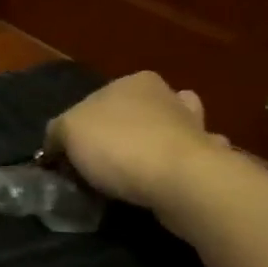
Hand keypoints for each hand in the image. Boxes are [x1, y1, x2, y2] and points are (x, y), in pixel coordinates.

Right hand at [46, 72, 231, 221]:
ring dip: (155, 147)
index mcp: (134, 81)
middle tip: (100, 165)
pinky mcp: (211, 159)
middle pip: (134, 114)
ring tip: (135, 174)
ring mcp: (195, 127)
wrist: (182, 181)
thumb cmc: (120, 145)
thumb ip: (57, 132)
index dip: (81, 126)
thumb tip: (56, 143)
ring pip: (166, 134)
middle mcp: (168, 96)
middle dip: (121, 133)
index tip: (71, 154)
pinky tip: (166, 184)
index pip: (97, 99)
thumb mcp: (68, 131)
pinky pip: (186, 163)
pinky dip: (177, 170)